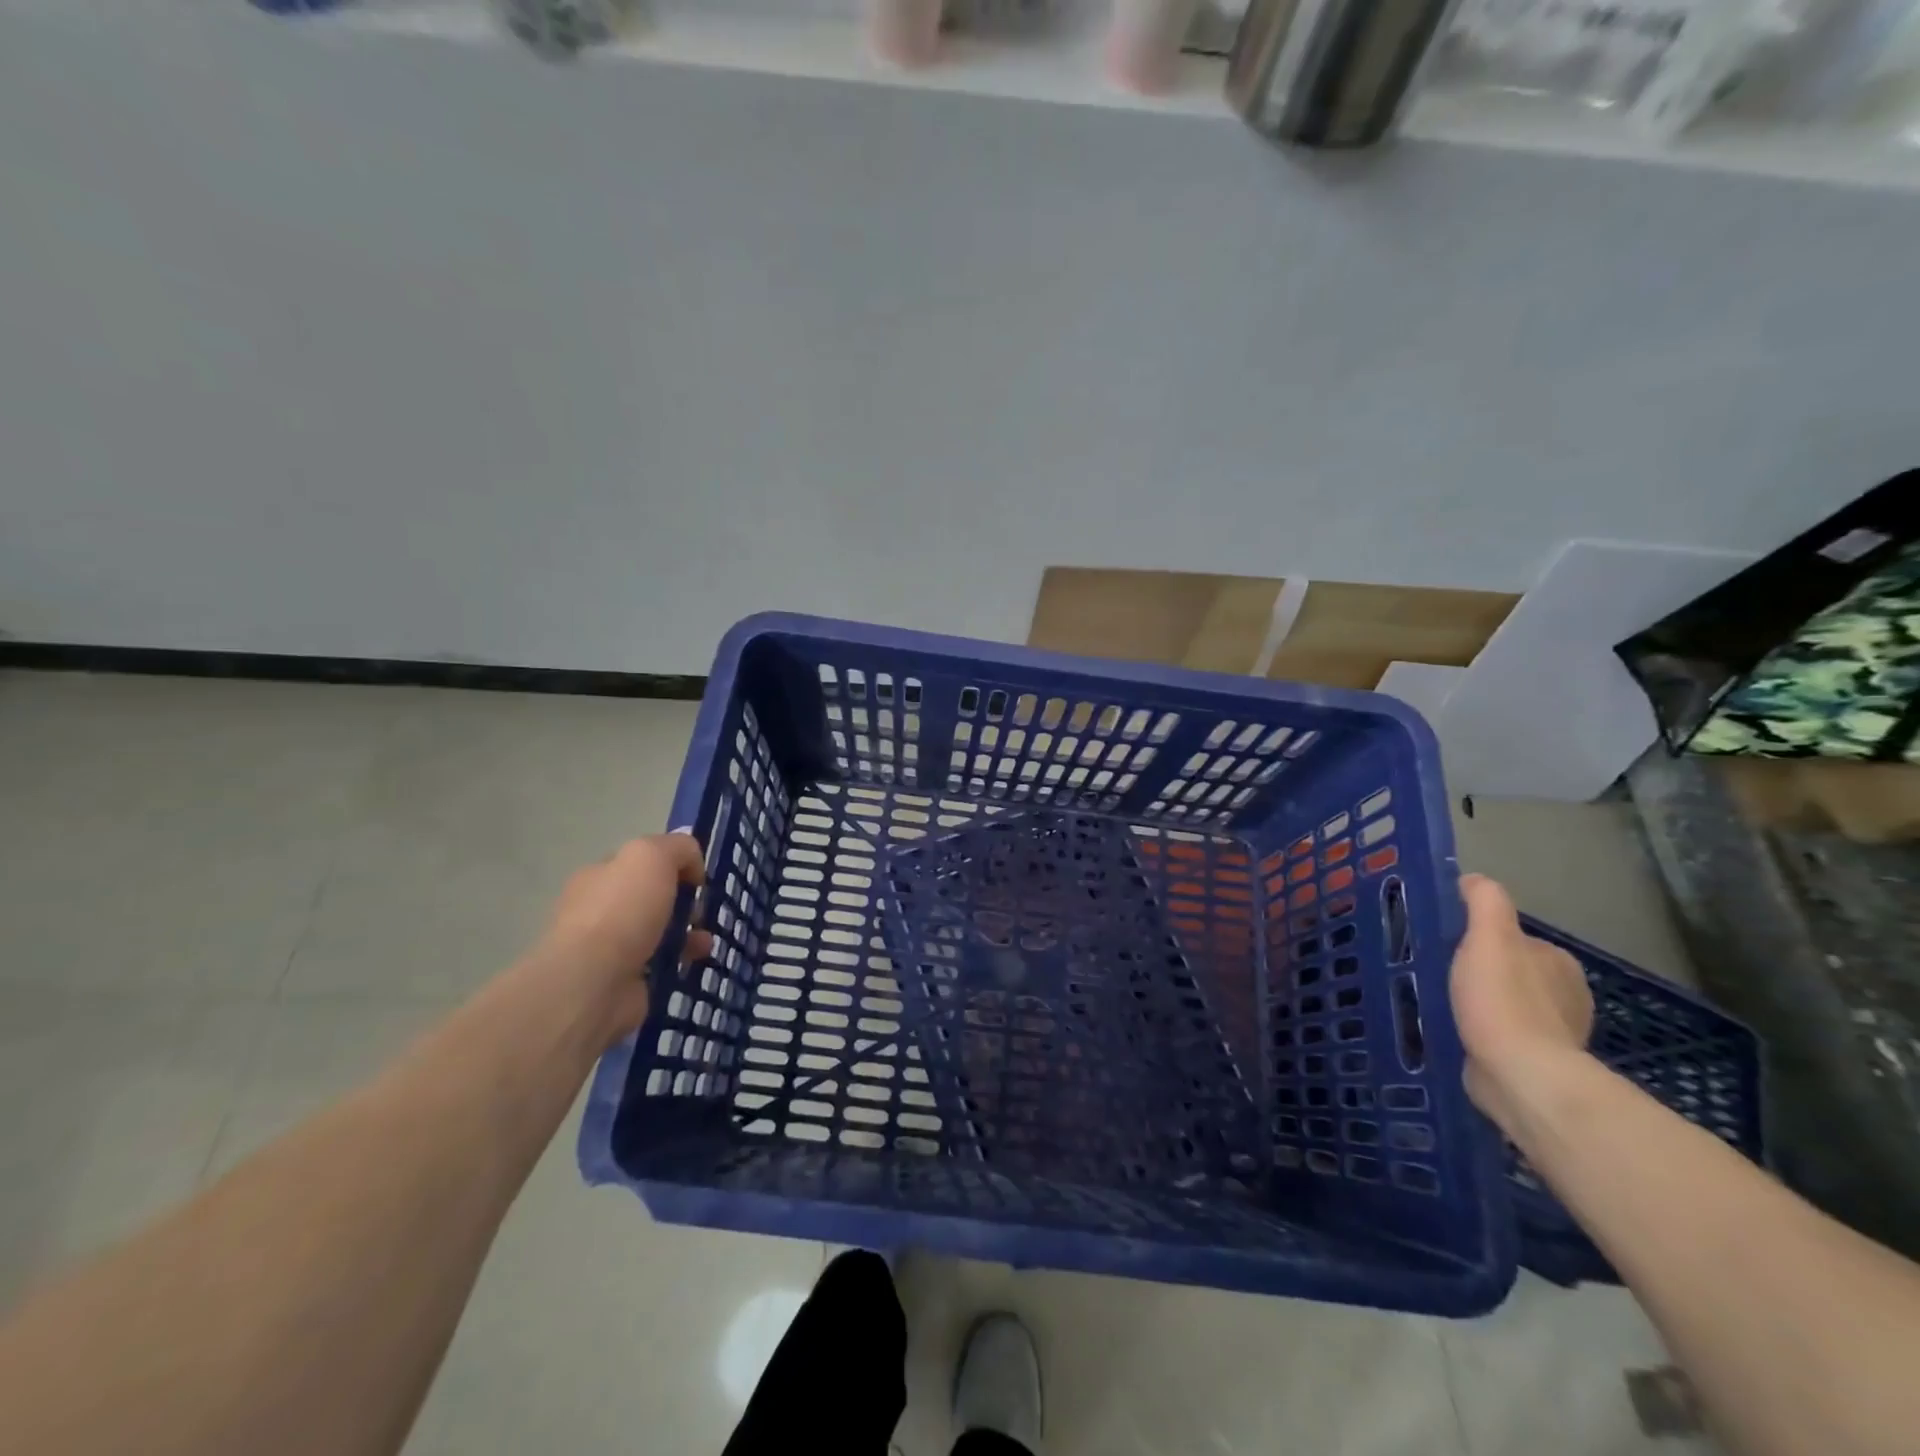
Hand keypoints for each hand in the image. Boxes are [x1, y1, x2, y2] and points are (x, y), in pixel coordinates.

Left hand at [537, 834, 712, 1040]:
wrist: (594, 982)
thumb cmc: (622, 911)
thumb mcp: (652, 856)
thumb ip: (677, 848)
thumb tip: (691, 864)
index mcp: (601, 876)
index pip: (641, 863)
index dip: (673, 865)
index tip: (697, 878)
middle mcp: (601, 910)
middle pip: (654, 898)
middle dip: (684, 902)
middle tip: (701, 912)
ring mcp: (611, 948)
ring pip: (661, 932)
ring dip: (689, 933)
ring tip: (705, 942)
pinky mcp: (625, 981)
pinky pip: (662, 964)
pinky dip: (683, 961)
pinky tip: (696, 961)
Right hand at [1449, 874, 1594, 1134]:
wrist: (1520, 1076)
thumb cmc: (1503, 1000)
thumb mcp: (1489, 937)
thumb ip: (1484, 902)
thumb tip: (1472, 879)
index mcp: (1557, 962)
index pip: (1511, 937)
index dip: (1476, 938)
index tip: (1443, 944)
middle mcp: (1564, 995)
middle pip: (1508, 971)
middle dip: (1476, 971)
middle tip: (1434, 973)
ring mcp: (1552, 1033)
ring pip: (1503, 1004)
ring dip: (1476, 1004)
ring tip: (1437, 1003)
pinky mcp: (1534, 1063)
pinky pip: (1499, 1036)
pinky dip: (1479, 1032)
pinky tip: (1454, 1032)